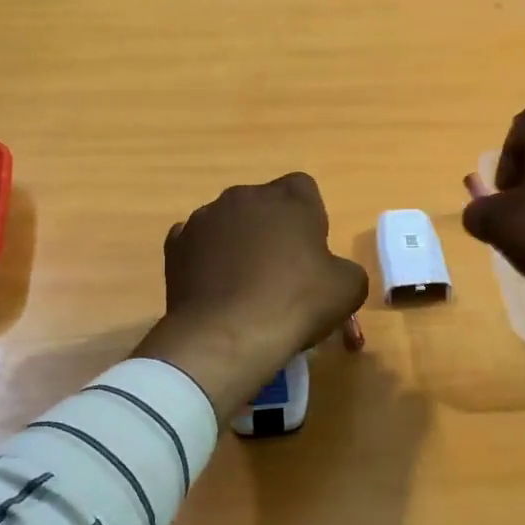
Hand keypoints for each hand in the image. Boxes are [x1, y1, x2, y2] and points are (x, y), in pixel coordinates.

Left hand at [134, 173, 368, 419]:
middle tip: (281, 272)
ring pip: (228, 223)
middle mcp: (244, 196)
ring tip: (244, 286)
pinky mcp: (175, 245)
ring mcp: (204, 218)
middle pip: (264, 204)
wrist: (227, 336)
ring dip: (238, 243)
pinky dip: (206, 260)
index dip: (310, 218)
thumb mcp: (349, 289)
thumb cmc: (295, 304)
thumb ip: (345, 268)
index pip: (304, 189)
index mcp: (289, 198)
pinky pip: (197, 245)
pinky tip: (216, 289)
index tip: (311, 251)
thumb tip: (331, 272)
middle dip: (272, 229)